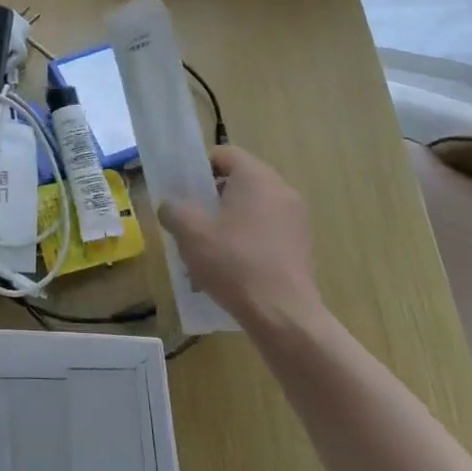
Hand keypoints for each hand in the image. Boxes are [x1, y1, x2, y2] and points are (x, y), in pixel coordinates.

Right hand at [157, 146, 322, 327]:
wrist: (284, 316)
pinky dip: (246, 242)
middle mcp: (281, 191)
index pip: (224, 154)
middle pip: (238, 183)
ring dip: (227, 224)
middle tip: (190, 222)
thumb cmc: (234, 263)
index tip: (183, 191)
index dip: (199, 168)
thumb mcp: (190, 233)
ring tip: (206, 253)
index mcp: (256, 178)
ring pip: (251, 210)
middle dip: (211, 200)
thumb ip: (173, 210)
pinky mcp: (301, 247)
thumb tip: (170, 207)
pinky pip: (266, 233)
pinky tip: (229, 271)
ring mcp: (295, 220)